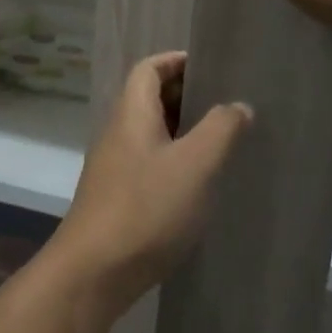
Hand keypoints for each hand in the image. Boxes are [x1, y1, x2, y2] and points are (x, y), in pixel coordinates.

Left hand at [48, 53, 250, 321]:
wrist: (94, 272)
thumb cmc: (146, 208)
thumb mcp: (195, 165)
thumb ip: (221, 129)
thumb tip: (237, 105)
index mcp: (131, 115)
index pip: (148, 69)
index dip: (177, 61)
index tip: (212, 67)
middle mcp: (118, 135)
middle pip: (149, 99)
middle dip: (186, 96)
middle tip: (227, 105)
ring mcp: (114, 168)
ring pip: (151, 135)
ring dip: (183, 132)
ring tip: (223, 141)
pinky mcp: (118, 199)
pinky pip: (149, 164)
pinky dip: (175, 162)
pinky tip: (200, 183)